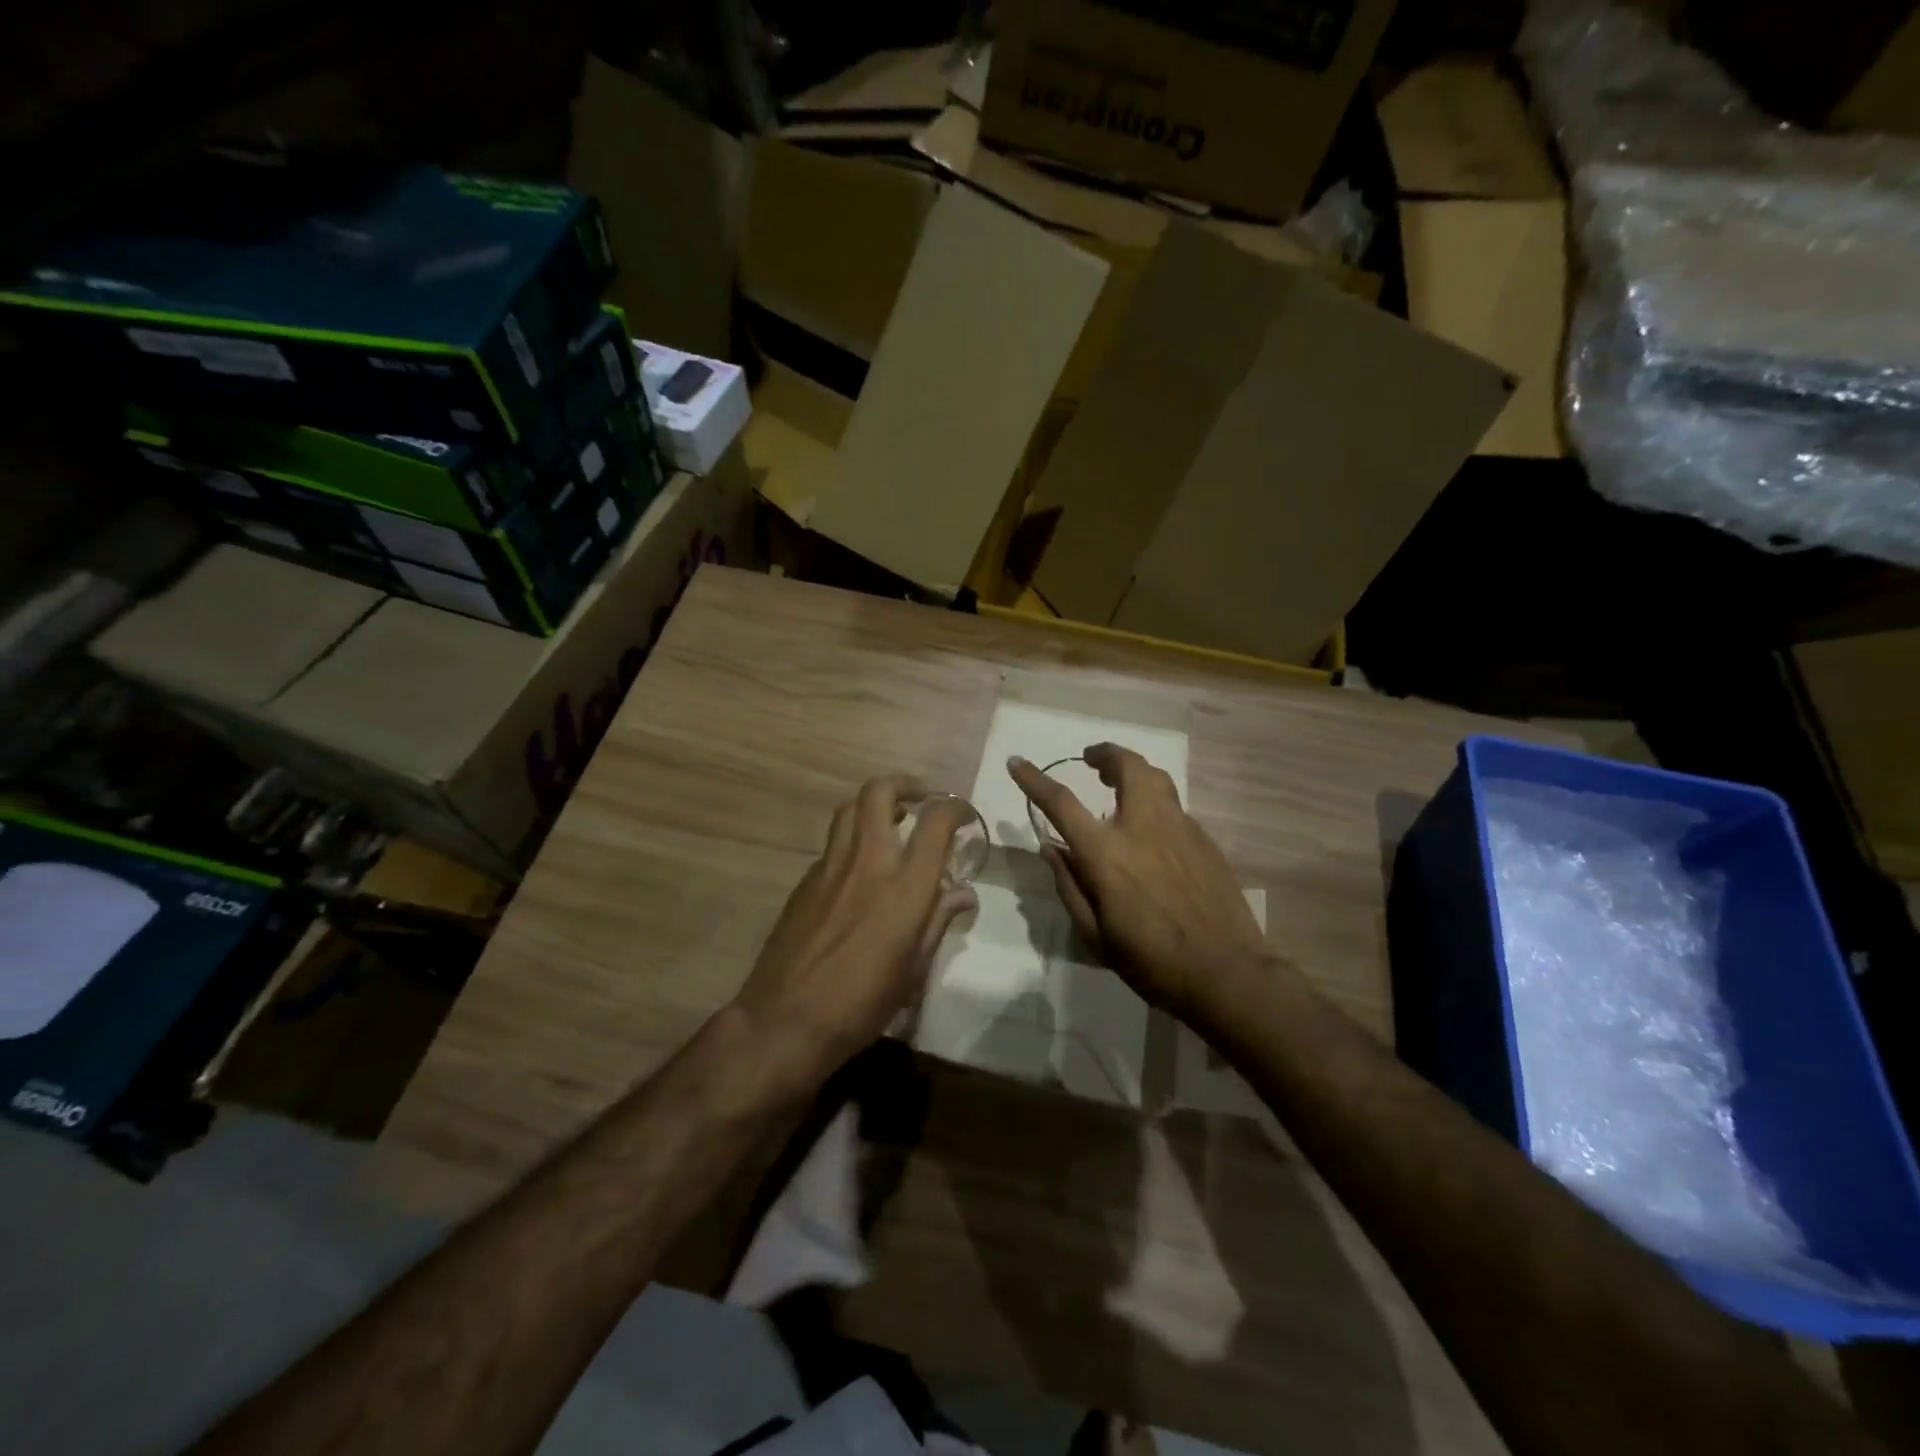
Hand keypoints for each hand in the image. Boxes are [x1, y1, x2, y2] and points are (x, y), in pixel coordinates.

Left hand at [731, 775, 976, 1086]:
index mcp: (904, 887)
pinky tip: (858, 870)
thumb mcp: (913, 969)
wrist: (786, 1021)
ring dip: (873, 805)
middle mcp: (867, 863)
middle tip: (919, 798)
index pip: (935, 822)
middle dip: (904, 784)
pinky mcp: (804, 881)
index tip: (964, 816)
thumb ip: (937, 921)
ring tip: (890, 822)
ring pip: (849, 809)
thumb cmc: (862, 1004)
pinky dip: (852, 841)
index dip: (955, 808)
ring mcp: (830, 868)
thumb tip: (962, 894)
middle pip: (879, 793)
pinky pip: (832, 844)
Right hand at [1010, 745, 1272, 1020]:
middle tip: (1092, 760)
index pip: (1062, 803)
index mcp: (1107, 854)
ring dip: (1133, 771)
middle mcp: (1143, 828)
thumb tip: (1051, 848)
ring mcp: (1180, 829)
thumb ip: (1069, 886)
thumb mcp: (1095, 936)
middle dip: (1106, 754)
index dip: (1034, 779)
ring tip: (1120, 783)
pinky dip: (1155, 803)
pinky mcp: (1204, 839)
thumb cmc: (1152, 962)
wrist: (1227, 973)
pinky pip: (1174, 807)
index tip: (1017, 762)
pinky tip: (1152, 830)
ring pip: (1156, 778)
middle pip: (1127, 767)